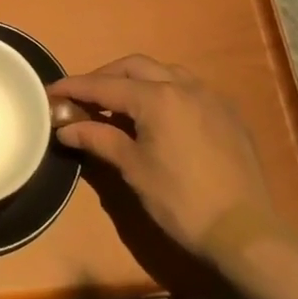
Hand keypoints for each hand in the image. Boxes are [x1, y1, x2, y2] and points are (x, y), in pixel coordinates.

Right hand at [47, 55, 273, 254]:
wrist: (246, 231)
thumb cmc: (182, 201)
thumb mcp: (134, 169)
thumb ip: (99, 139)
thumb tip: (65, 128)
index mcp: (157, 98)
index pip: (104, 86)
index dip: (75, 87)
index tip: (51, 91)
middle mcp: (183, 86)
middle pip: (133, 67)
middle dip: (104, 77)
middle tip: (83, 97)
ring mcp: (209, 96)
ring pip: (163, 71)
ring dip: (136, 79)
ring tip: (119, 103)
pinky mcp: (227, 113)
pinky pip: (188, 87)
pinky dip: (163, 90)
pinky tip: (157, 114)